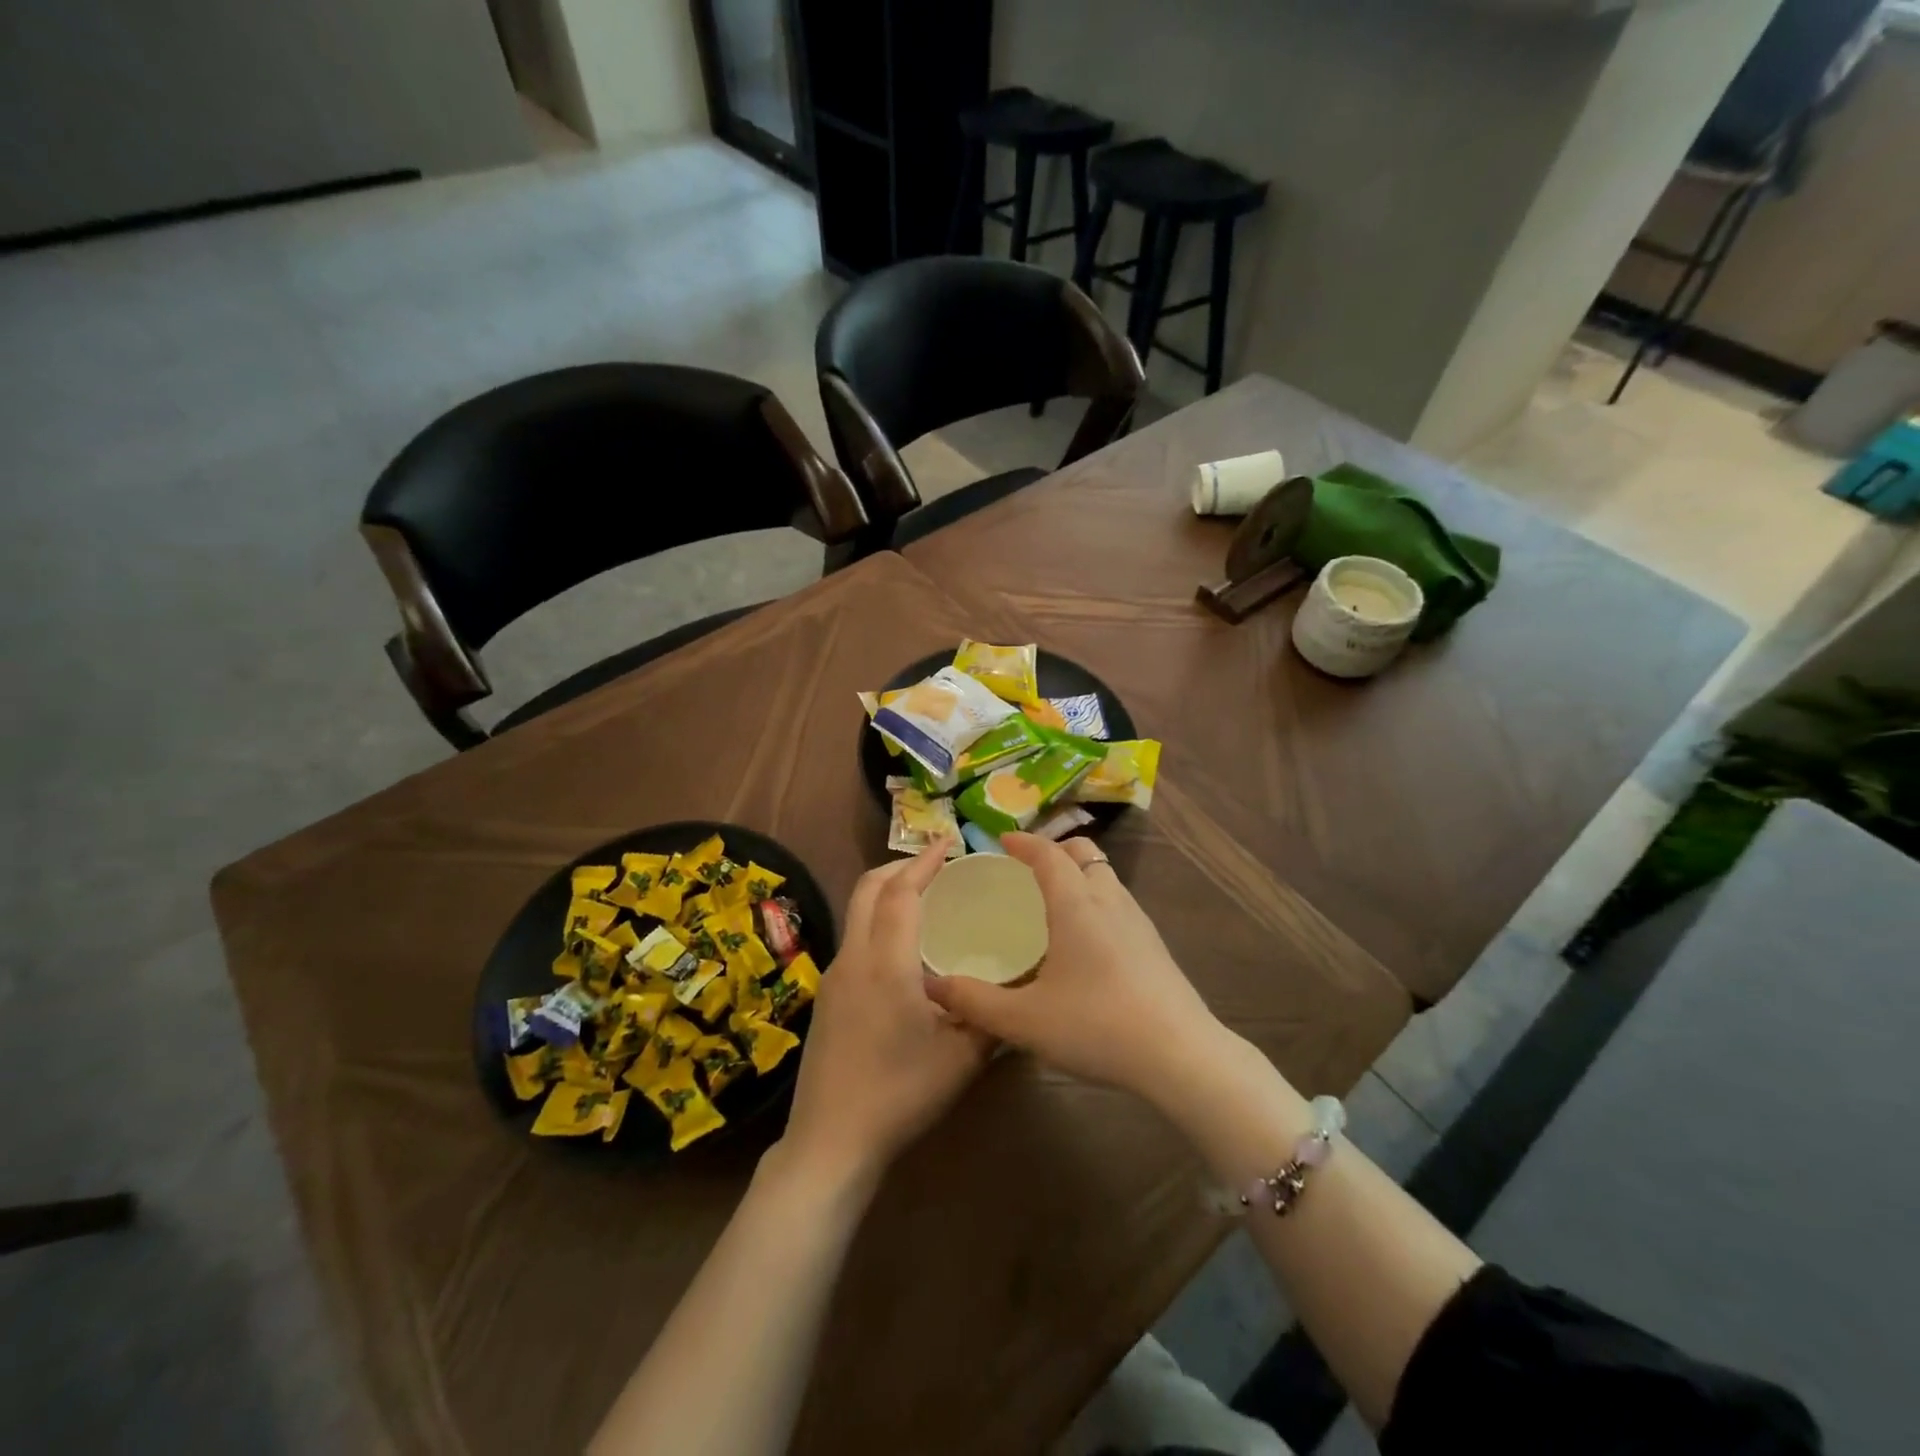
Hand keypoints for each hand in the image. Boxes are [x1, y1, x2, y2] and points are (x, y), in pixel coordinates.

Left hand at [781, 846, 993, 1185]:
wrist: (830, 1141)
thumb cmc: (901, 1094)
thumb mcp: (961, 1058)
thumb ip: (991, 1016)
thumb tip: (1017, 989)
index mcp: (886, 963)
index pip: (901, 892)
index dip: (924, 862)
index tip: (949, 843)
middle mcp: (854, 957)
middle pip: (868, 889)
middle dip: (901, 866)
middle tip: (937, 865)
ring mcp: (834, 976)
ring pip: (857, 912)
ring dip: (886, 892)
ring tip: (924, 899)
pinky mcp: (827, 996)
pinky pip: (854, 938)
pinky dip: (878, 920)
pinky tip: (903, 948)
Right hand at [921, 835, 1227, 1100]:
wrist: (1180, 1055)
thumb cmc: (1096, 1026)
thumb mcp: (1024, 1020)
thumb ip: (974, 1001)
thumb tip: (931, 986)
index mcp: (1076, 904)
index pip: (1048, 854)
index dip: (1024, 842)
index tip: (1002, 841)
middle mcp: (1109, 900)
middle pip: (1084, 853)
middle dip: (1055, 851)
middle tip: (1028, 869)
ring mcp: (1138, 921)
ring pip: (1106, 876)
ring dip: (1079, 874)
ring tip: (1054, 902)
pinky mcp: (1154, 945)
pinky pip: (1119, 902)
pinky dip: (1096, 900)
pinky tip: (1086, 942)